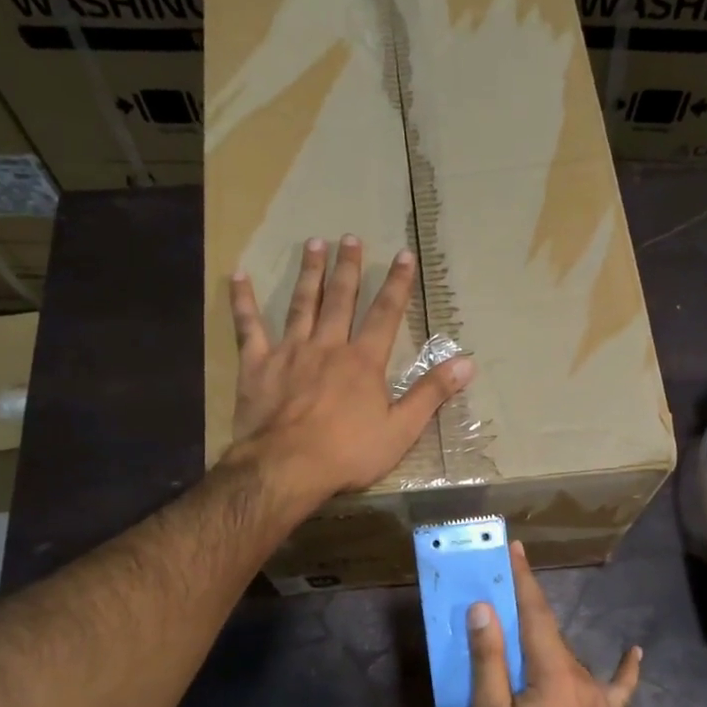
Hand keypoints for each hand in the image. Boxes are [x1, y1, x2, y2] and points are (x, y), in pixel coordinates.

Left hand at [228, 235, 472, 498]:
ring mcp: (289, 352)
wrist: (287, 467)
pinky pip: (248, 327)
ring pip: (301, 304)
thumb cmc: (348, 453)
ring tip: (313, 245)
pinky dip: (243, 301)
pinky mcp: (257, 365)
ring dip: (309, 274)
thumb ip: (431, 394)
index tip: (404, 255)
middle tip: (350, 238)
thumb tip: (468, 363)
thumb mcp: (401, 430)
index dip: (397, 284)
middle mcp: (328, 346)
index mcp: (363, 362)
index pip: (386, 314)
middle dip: (348, 268)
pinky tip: (239, 276)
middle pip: (341, 300)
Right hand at [468, 541, 640, 706]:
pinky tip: (635, 652)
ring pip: (567, 659)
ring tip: (522, 633)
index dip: (524, 580)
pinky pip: (617, 687)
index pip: (536, 614)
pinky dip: (624, 668)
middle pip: (549, 635)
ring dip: (544, 643)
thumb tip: (484, 610)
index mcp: (553, 673)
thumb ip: (489, 663)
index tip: (517, 548)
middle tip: (500, 593)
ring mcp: (600, 701)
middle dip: (525, 611)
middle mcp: (583, 678)